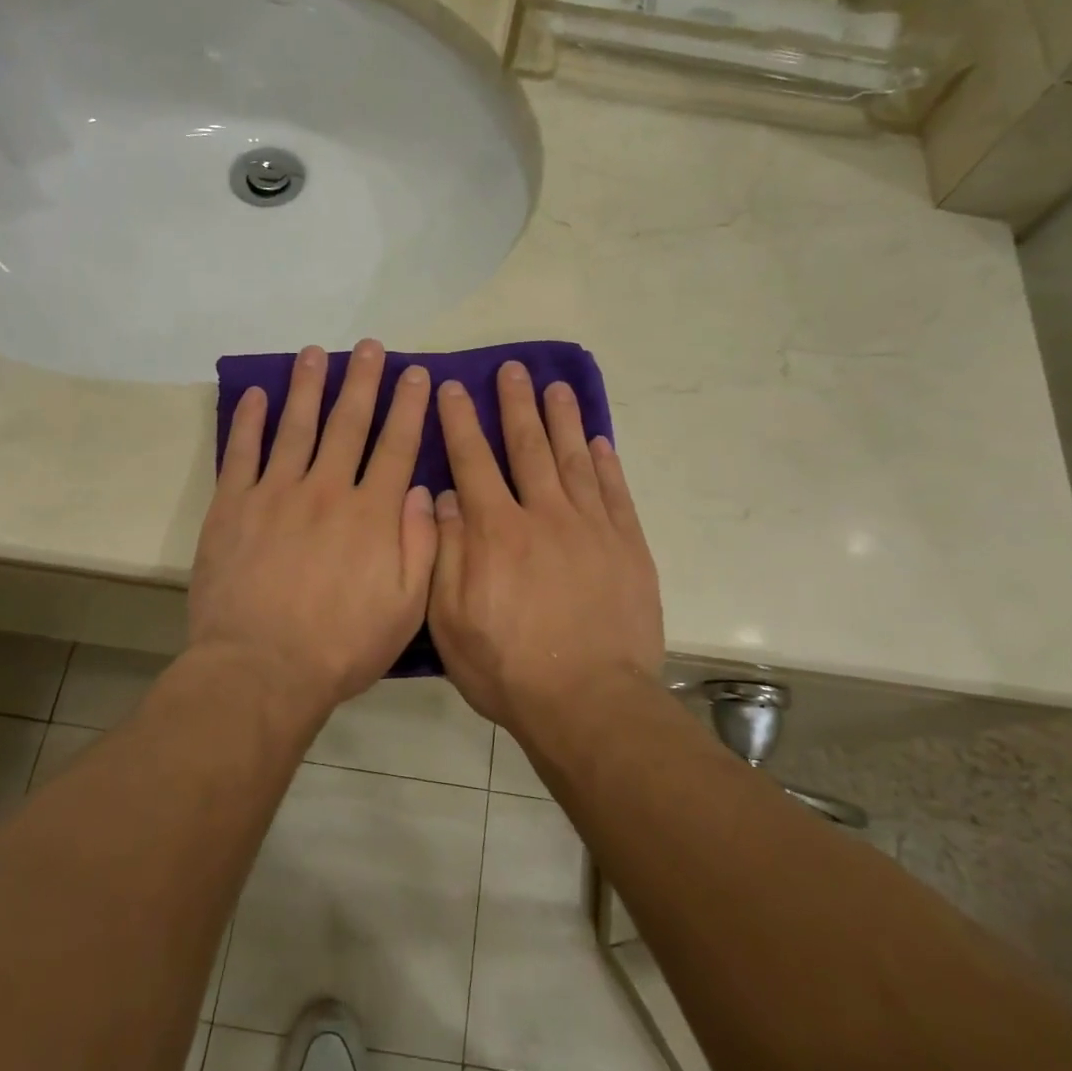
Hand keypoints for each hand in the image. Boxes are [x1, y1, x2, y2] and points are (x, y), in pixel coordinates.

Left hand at [189, 340, 437, 714]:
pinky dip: (249, 420)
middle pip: (349, 423)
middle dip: (363, 380)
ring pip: (296, 426)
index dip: (409, 406)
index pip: (397, 445)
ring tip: (315, 352)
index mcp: (372, 514)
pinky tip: (257, 394)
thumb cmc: (341, 646)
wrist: (261, 669)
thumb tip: (420, 491)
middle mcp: (327, 490)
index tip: (416, 373)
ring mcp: (276, 493)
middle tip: (370, 346)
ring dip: (308, 386)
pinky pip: (242, 452)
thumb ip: (421, 546)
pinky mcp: (233, 506)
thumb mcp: (406, 607)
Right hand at [427, 362, 663, 727]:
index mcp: (495, 531)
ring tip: (557, 387)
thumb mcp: (450, 619)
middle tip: (512, 369)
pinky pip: (616, 493)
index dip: (460, 421)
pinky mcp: (627, 547)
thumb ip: (445, 552)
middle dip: (516, 404)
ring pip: (574, 459)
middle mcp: (543, 515)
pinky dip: (607, 463)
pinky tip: (600, 441)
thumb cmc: (508, 667)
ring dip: (563, 420)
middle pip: (528, 446)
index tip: (454, 387)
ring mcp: (591, 528)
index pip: (472, 461)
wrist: (588, 701)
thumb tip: (443, 497)